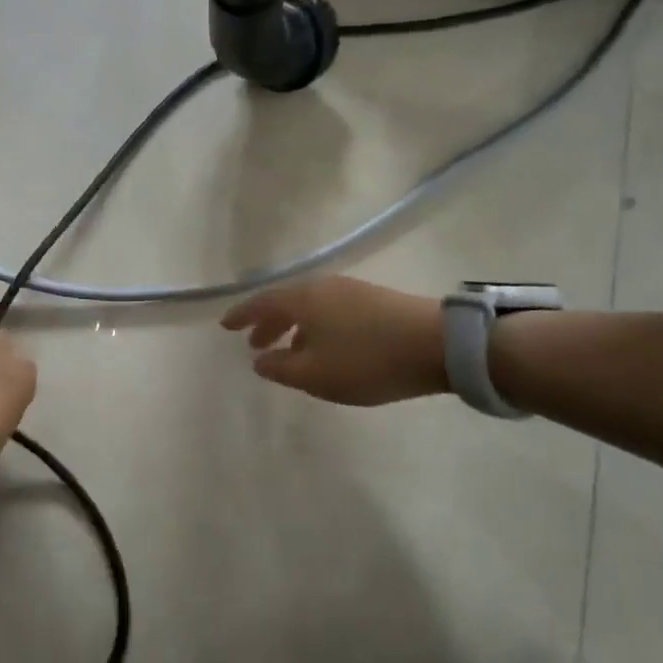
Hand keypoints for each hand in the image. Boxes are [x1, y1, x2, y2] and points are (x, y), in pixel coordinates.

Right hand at [222, 276, 447, 406]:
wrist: (438, 345)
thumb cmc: (367, 360)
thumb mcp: (316, 375)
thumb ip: (281, 368)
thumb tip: (259, 360)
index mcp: (303, 299)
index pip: (262, 303)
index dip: (241, 315)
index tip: (225, 326)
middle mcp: (323, 287)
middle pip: (286, 302)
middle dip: (267, 323)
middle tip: (254, 343)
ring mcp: (351, 290)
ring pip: (310, 307)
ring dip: (293, 327)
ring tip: (289, 351)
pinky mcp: (375, 300)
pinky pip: (330, 311)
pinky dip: (316, 327)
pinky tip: (326, 348)